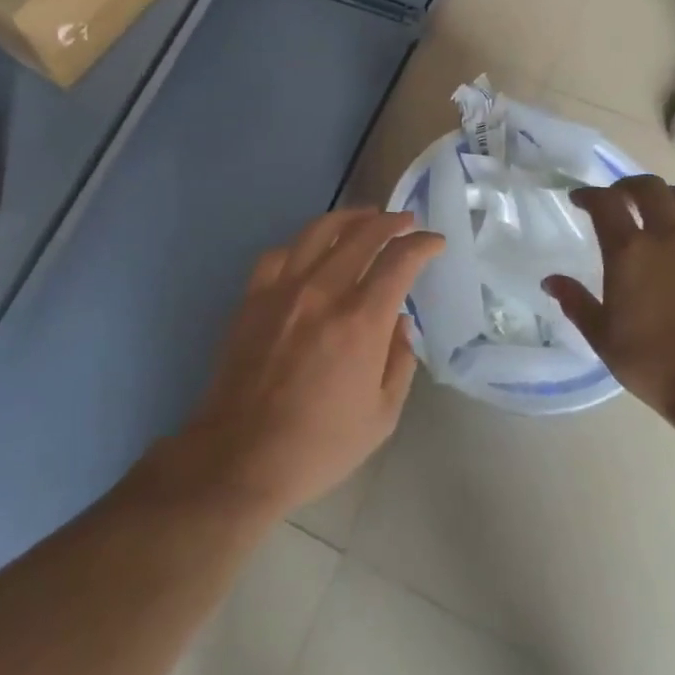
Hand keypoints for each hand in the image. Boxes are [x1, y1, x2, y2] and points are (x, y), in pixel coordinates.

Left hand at [181, 210, 443, 517]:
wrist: (240, 457)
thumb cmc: (318, 445)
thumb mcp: (382, 415)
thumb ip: (399, 361)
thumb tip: (400, 323)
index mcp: (360, 321)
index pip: (400, 260)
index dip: (423, 244)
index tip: (434, 242)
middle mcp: (323, 292)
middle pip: (363, 234)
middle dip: (391, 221)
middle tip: (405, 221)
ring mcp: (283, 290)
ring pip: (319, 231)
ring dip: (349, 217)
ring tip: (365, 217)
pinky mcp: (252, 297)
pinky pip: (280, 253)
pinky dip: (302, 244)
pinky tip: (310, 250)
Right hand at [543, 175, 674, 427]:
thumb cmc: (652, 363)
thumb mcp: (602, 336)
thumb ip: (575, 302)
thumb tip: (550, 281)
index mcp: (630, 251)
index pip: (605, 202)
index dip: (589, 195)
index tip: (579, 200)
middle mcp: (669, 237)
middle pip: (650, 187)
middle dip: (628, 185)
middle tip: (618, 198)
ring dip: (668, 196)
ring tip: (659, 210)